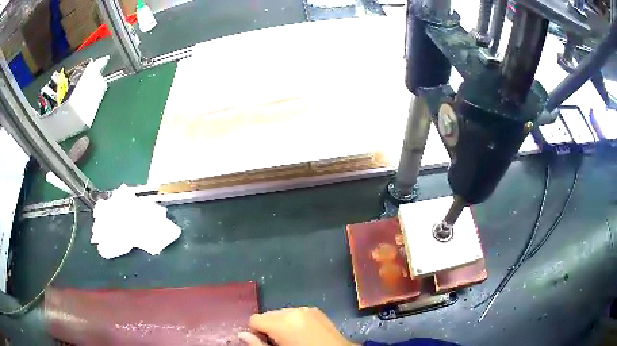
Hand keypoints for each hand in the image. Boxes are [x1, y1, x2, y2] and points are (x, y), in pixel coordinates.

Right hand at [238, 307, 356, 345]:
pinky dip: (294, 322)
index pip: (255, 319)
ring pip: (282, 314)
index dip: (256, 332)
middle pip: (268, 315)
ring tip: (291, 340)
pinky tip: (302, 335)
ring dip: (281, 325)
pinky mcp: (317, 311)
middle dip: (269, 327)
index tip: (264, 343)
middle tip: (278, 343)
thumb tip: (242, 335)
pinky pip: (296, 314)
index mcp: (283, 321)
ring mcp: (307, 309)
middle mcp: (294, 310)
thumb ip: (258, 345)